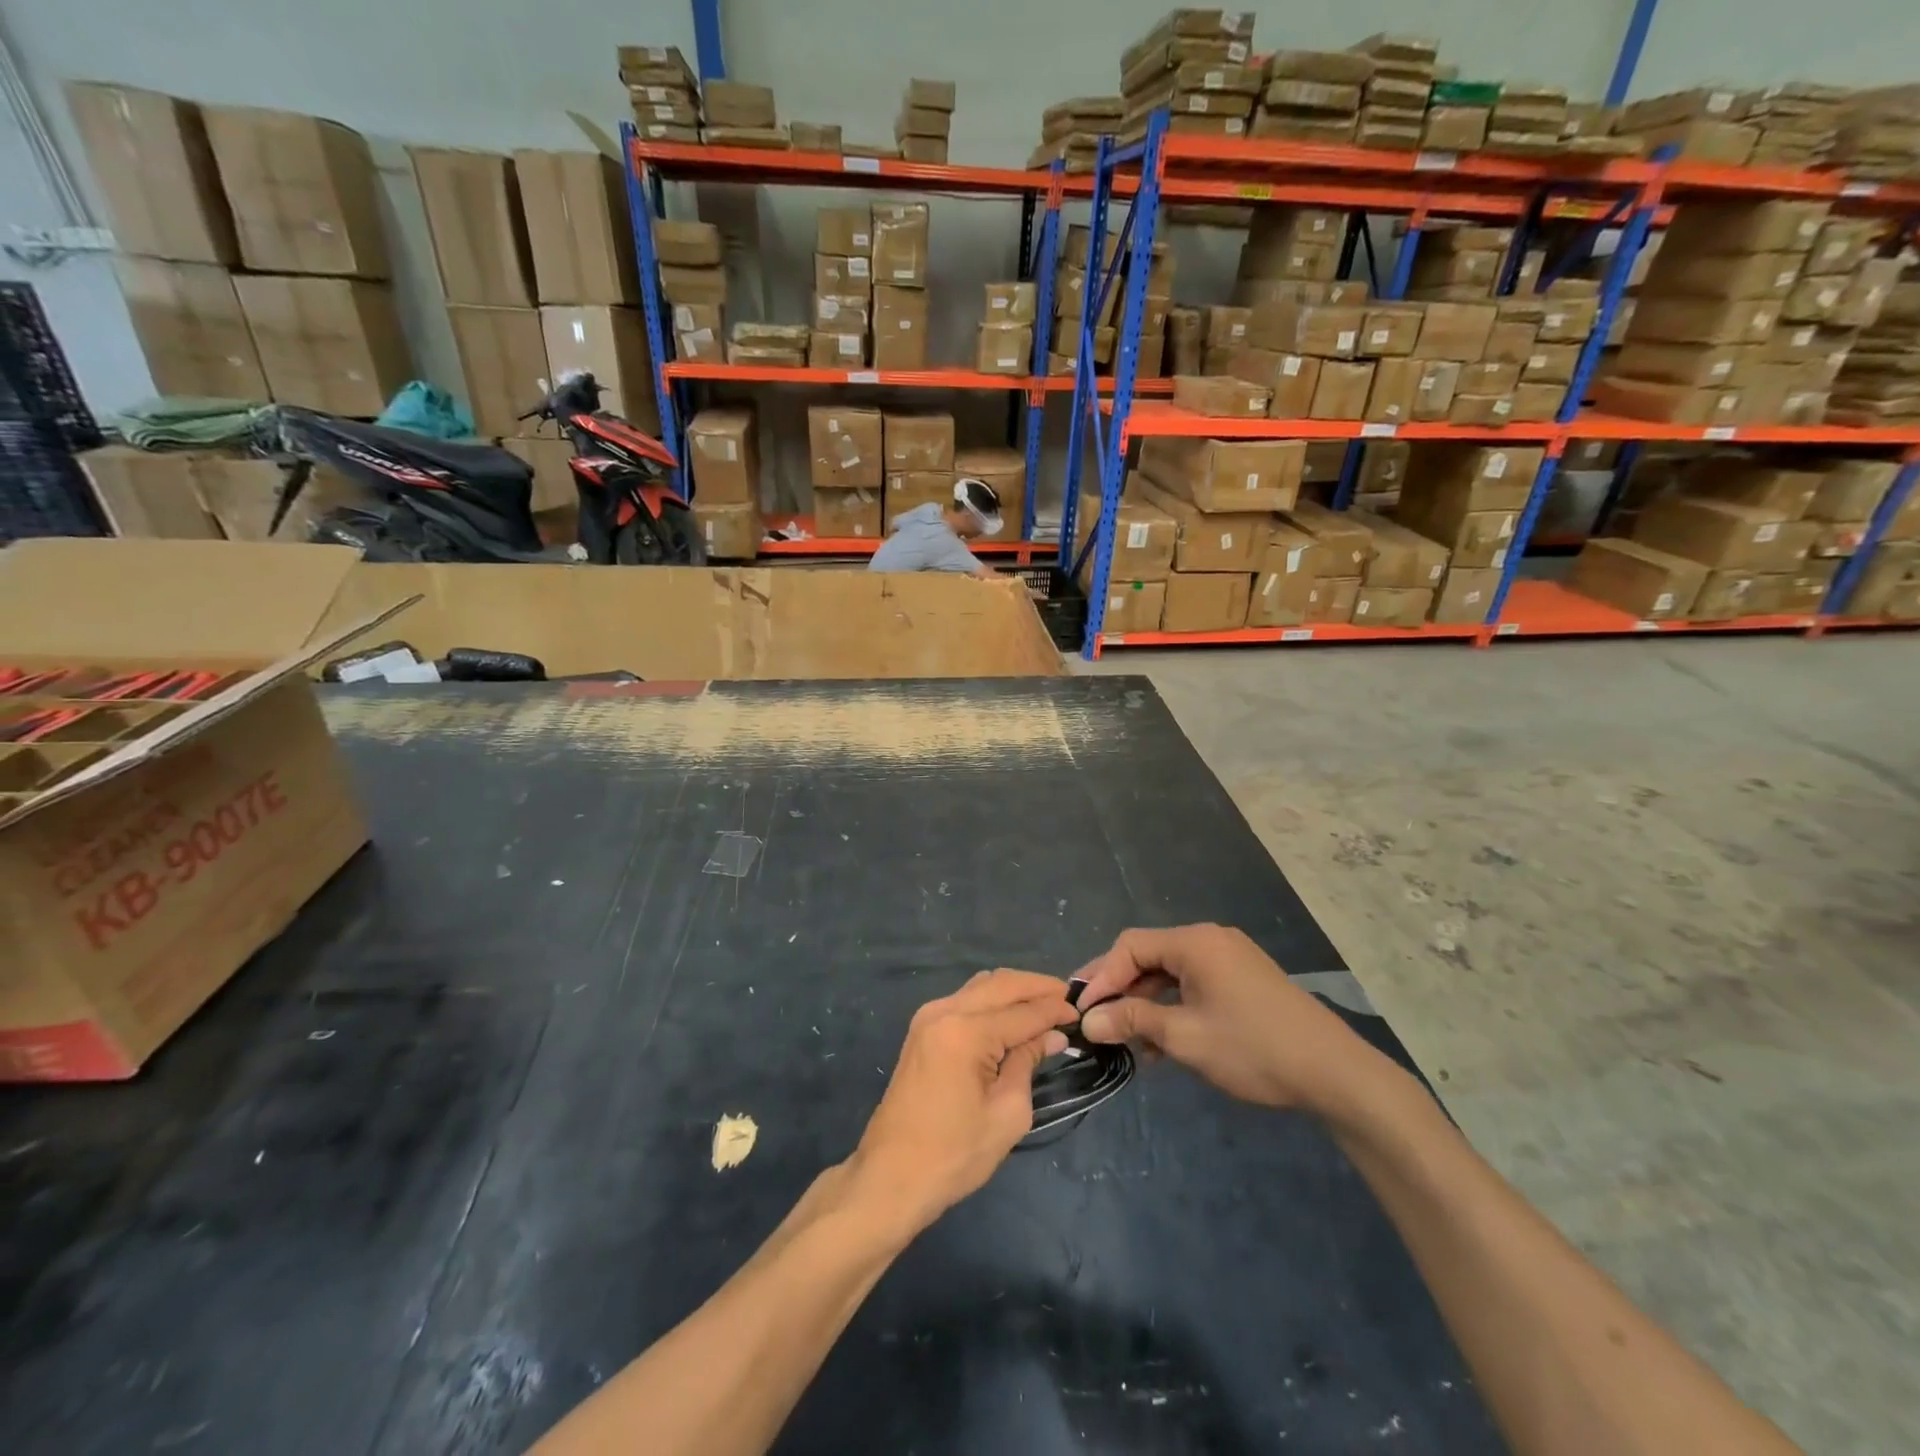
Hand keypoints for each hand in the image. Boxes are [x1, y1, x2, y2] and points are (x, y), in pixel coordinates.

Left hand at [849, 970, 1077, 1235]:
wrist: (890, 1176)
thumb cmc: (954, 1154)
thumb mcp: (1007, 1113)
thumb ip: (1028, 1063)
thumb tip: (1051, 1036)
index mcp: (966, 1031)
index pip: (1022, 1011)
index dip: (1055, 1010)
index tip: (1081, 1012)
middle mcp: (945, 1011)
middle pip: (1001, 984)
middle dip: (1037, 988)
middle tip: (1068, 998)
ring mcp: (929, 1016)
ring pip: (982, 986)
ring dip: (1014, 990)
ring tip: (1046, 1005)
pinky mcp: (922, 1028)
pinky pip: (966, 999)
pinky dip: (993, 1001)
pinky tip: (1013, 1015)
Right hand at [1074, 925, 1375, 1111]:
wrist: (1334, 1073)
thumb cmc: (1253, 1048)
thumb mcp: (1185, 1037)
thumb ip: (1132, 1021)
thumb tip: (1089, 1020)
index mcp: (1194, 942)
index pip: (1130, 946)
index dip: (1101, 976)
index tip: (1082, 1010)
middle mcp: (1210, 940)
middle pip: (1149, 956)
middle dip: (1120, 989)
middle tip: (1095, 1020)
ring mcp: (1229, 959)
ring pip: (1171, 973)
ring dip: (1146, 1003)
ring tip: (1127, 1041)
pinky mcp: (1242, 980)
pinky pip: (1194, 984)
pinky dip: (1173, 1007)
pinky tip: (1162, 1043)